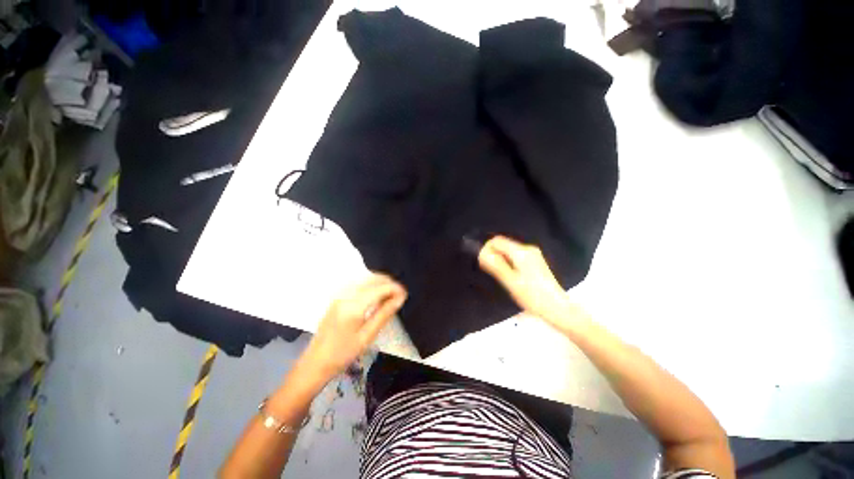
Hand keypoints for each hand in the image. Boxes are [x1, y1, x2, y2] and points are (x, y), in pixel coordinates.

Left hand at [300, 274, 406, 382]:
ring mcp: (340, 294)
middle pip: (373, 278)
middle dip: (389, 283)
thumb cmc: (343, 354)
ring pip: (366, 278)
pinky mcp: (338, 296)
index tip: (405, 295)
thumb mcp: (367, 336)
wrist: (315, 362)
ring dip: (380, 282)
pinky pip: (359, 283)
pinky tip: (376, 296)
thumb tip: (400, 297)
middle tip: (399, 295)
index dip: (395, 288)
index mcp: (353, 306)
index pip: (380, 288)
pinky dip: (371, 285)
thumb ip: (385, 313)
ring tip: (390, 296)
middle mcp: (346, 294)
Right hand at [478, 236, 575, 329]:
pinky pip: (516, 257)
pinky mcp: (536, 261)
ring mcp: (534, 255)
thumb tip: (482, 253)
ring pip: (509, 251)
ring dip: (502, 260)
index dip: (487, 249)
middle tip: (493, 272)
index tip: (484, 263)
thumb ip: (495, 265)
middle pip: (504, 245)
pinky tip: (513, 277)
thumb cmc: (532, 296)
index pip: (497, 241)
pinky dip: (510, 263)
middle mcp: (528, 249)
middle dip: (495, 255)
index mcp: (521, 252)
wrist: (557, 308)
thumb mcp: (510, 281)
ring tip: (503, 277)